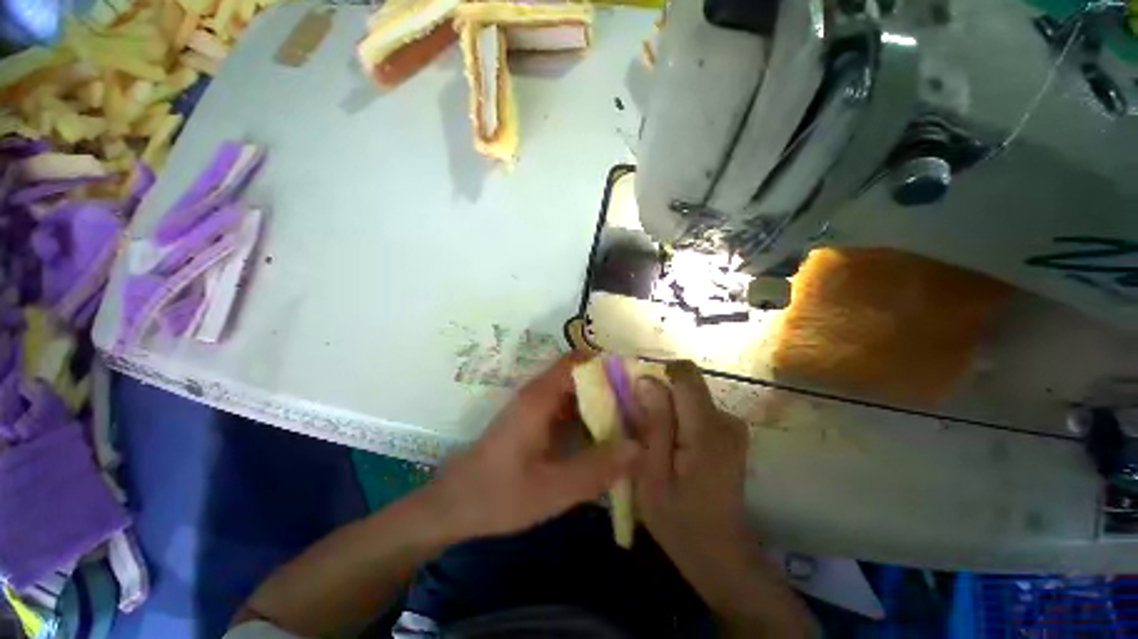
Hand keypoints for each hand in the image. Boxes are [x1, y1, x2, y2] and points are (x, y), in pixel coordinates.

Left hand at [424, 354, 639, 539]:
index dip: (607, 366)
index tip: (635, 382)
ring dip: (600, 402)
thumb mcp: (552, 490)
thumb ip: (596, 469)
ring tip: (631, 421)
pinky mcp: (534, 420)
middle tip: (640, 407)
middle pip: (580, 374)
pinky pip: (567, 407)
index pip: (577, 362)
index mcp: (540, 398)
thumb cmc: (499, 495)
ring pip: (575, 391)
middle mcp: (538, 394)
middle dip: (610, 386)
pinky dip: (588, 415)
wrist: (453, 505)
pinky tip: (604, 437)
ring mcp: (535, 406)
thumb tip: (638, 447)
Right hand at [632, 362, 810, 636]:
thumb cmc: (679, 520)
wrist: (719, 553)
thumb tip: (646, 379)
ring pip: (687, 397)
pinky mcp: (728, 433)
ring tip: (651, 442)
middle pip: (684, 384)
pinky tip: (669, 447)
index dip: (657, 374)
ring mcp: (731, 426)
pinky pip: (695, 409)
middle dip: (657, 397)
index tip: (636, 395)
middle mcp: (725, 419)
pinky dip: (677, 419)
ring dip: (665, 410)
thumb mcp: (652, 475)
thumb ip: (653, 424)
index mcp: (707, 429)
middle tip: (638, 427)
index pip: (684, 374)